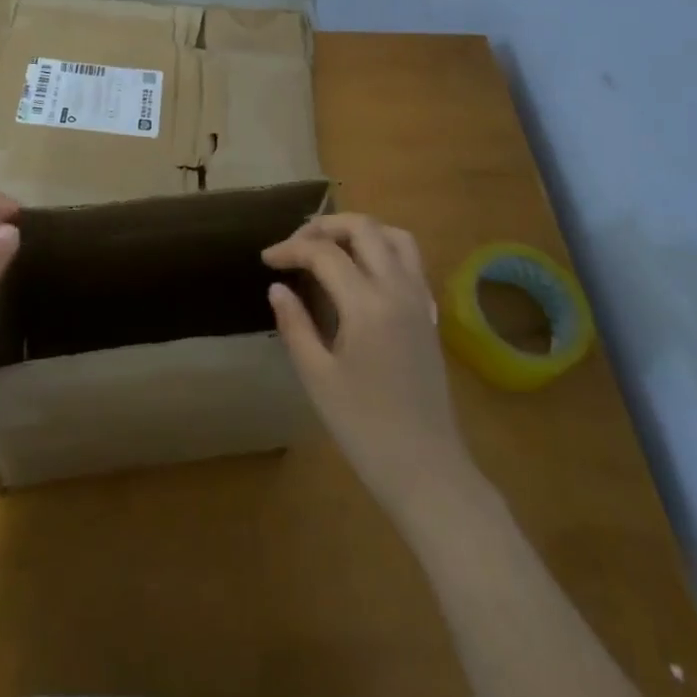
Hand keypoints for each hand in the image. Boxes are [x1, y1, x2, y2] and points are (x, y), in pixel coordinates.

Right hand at [265, 214, 470, 517]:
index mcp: (367, 305)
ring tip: (329, 246)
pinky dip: (383, 249)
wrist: (427, 470)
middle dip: (324, 226)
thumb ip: (295, 325)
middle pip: (364, 228)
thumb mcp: (318, 378)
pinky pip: (410, 260)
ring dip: (359, 230)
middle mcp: (398, 289)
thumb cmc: (365, 428)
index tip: (267, 260)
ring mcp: (420, 299)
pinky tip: (362, 273)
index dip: (291, 249)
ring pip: (395, 236)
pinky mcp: (430, 314)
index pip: (324, 254)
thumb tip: (278, 288)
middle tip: (295, 244)